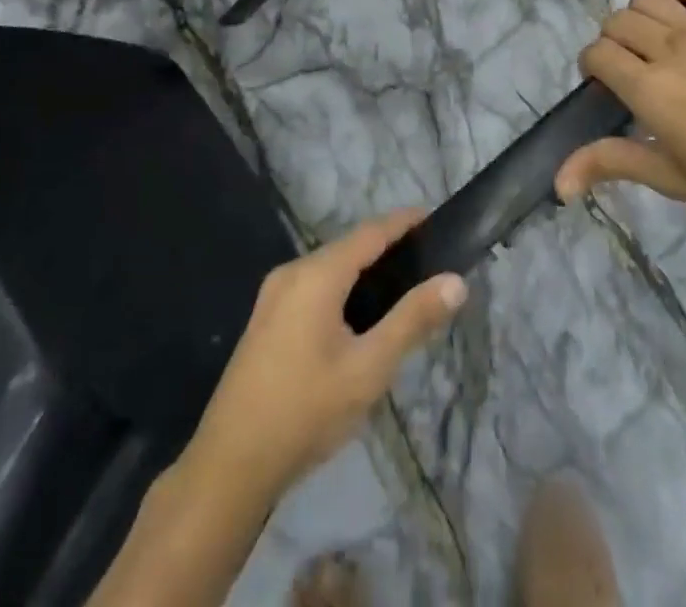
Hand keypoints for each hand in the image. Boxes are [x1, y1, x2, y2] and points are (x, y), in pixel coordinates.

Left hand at [185, 210, 466, 501]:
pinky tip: (359, 318)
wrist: (229, 466)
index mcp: (316, 274)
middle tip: (427, 263)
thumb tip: (455, 281)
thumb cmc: (306, 411)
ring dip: (364, 271)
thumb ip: (413, 320)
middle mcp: (292, 272)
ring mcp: (273, 296)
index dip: (403, 222)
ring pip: (329, 268)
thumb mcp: (370, 369)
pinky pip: (313, 287)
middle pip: (348, 247)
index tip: (435, 218)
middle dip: (387, 248)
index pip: (370, 231)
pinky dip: (342, 288)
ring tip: (401, 289)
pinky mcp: (265, 320)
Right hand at [554, 0, 685, 230]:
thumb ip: (611, 164)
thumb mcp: (671, 178)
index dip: (591, 66)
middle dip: (612, 42)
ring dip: (640, 14)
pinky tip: (684, 10)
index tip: (606, 87)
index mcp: (649, 89)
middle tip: (630, 69)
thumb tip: (557, 183)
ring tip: (654, 40)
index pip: (597, 54)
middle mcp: (669, 49)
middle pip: (617, 22)